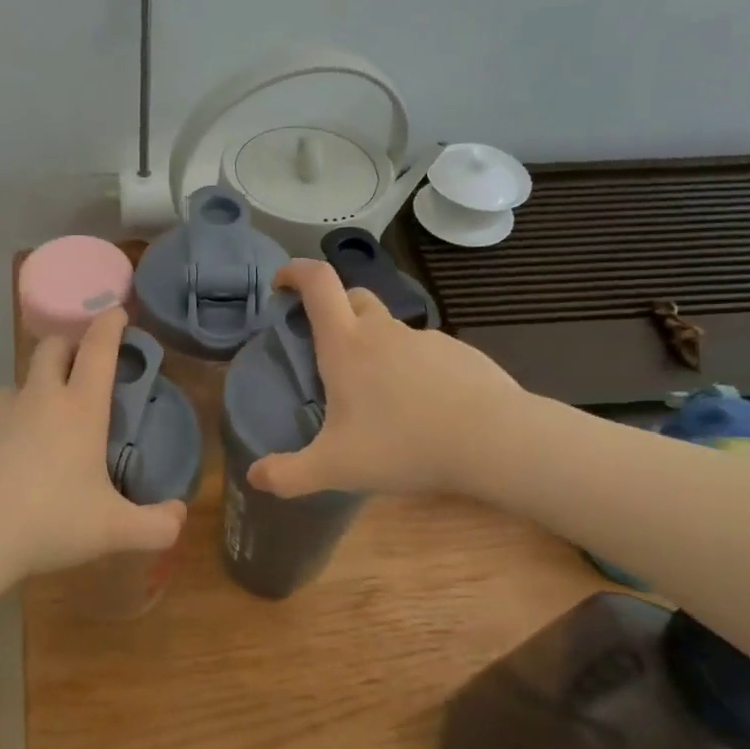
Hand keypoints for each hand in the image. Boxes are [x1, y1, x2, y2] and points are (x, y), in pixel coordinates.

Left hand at [0, 306, 186, 577]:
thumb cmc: (49, 524)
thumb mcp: (113, 531)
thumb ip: (157, 526)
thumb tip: (180, 514)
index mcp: (80, 410)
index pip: (99, 349)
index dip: (110, 325)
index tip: (116, 313)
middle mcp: (38, 398)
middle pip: (53, 347)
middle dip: (70, 346)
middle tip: (81, 369)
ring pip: (20, 382)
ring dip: (36, 389)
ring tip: (42, 425)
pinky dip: (6, 424)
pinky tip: (6, 460)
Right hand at [247, 261, 525, 498]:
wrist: (495, 441)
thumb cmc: (403, 445)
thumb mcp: (335, 468)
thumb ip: (289, 474)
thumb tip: (254, 476)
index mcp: (347, 345)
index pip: (318, 283)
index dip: (295, 272)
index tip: (282, 283)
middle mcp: (384, 332)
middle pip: (354, 297)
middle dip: (334, 309)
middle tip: (326, 347)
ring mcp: (427, 340)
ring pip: (391, 329)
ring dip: (376, 346)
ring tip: (378, 395)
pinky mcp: (461, 354)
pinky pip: (425, 353)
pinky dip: (412, 369)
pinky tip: (421, 408)